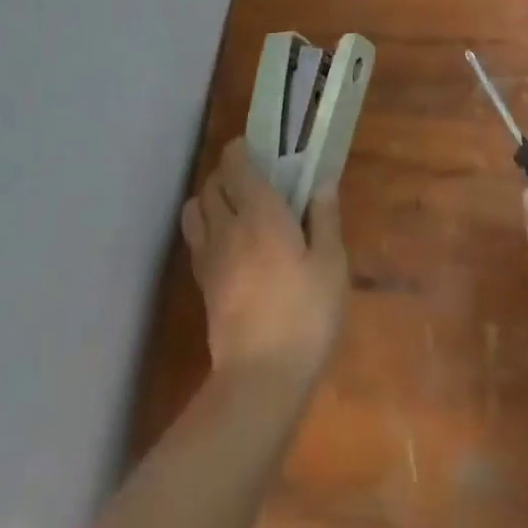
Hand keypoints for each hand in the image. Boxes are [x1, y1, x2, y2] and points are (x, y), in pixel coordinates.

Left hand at [180, 138, 347, 387]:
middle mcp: (227, 225)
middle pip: (211, 181)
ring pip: (195, 207)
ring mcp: (209, 255)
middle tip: (256, 180)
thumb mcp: (331, 265)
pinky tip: (230, 244)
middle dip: (228, 172)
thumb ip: (325, 217)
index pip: (234, 163)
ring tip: (237, 210)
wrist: (260, 379)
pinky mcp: (202, 282)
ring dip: (211, 199)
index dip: (242, 149)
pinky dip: (206, 228)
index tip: (261, 150)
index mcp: (260, 212)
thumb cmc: (304, 316)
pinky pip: (195, 238)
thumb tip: (322, 182)